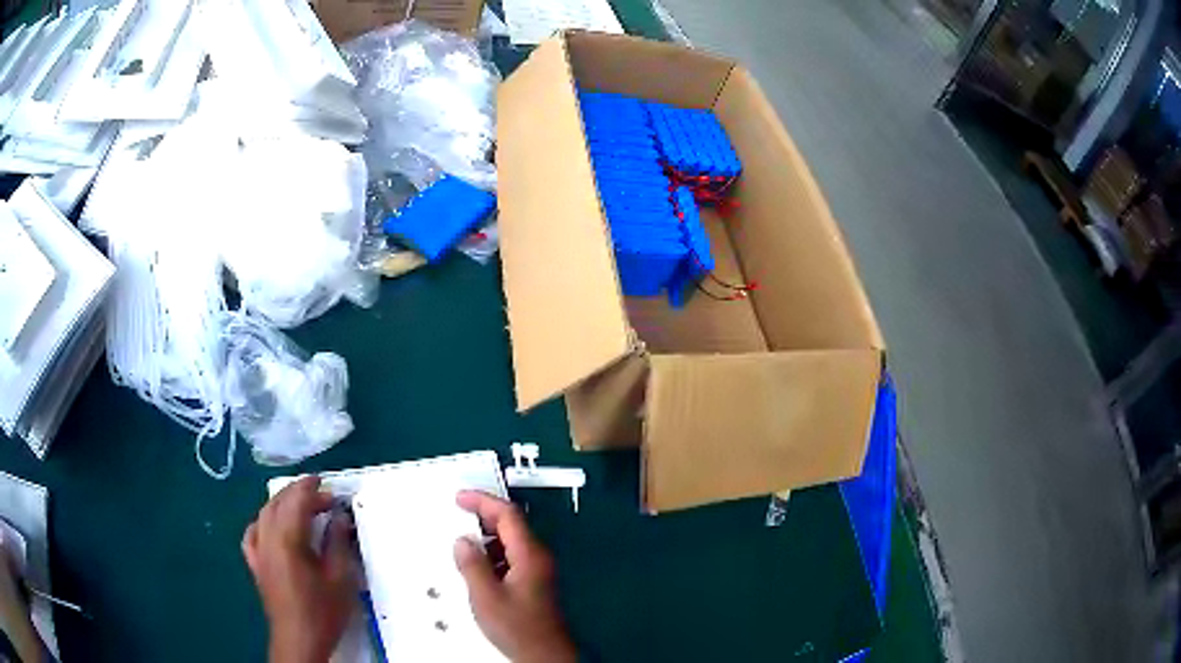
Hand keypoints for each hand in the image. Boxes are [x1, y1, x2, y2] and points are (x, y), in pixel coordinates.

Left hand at [243, 476, 355, 662]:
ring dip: (282, 504)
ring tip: (301, 506)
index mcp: (288, 539)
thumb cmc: (323, 610)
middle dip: (298, 493)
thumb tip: (339, 517)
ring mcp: (258, 551)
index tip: (326, 483)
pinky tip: (271, 526)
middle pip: (278, 503)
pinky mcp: (255, 564)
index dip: (311, 489)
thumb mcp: (340, 578)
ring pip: (264, 514)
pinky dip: (263, 522)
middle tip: (322, 496)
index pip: (296, 501)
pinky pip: (253, 533)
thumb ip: (337, 543)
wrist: (299, 639)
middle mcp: (267, 538)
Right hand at [454, 491, 576, 662]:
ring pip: (512, 542)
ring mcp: (539, 570)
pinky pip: (513, 558)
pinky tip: (478, 567)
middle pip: (512, 525)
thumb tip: (463, 541)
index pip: (508, 515)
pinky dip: (494, 555)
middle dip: (484, 517)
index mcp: (530, 555)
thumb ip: (472, 565)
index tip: (459, 497)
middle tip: (458, 515)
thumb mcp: (486, 596)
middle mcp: (538, 557)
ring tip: (463, 544)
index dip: (483, 501)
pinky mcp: (535, 584)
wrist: (544, 655)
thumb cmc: (517, 627)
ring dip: (488, 538)